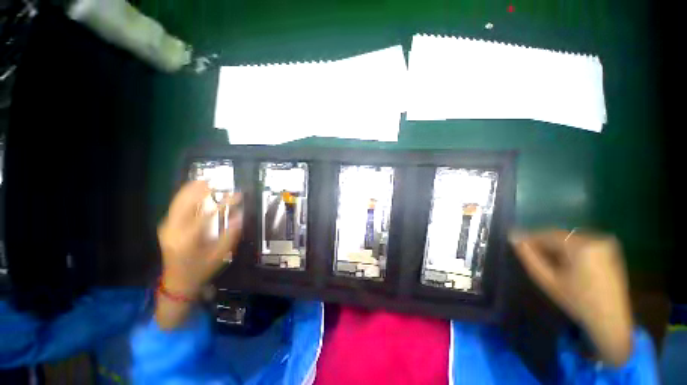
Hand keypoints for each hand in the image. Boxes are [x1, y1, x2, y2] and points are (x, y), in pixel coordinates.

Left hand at [158, 180, 242, 296]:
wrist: (177, 282)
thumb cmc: (201, 270)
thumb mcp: (220, 255)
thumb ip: (230, 235)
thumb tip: (239, 215)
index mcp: (188, 240)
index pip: (208, 214)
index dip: (225, 203)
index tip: (238, 195)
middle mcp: (173, 230)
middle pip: (186, 203)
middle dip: (201, 190)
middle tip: (216, 180)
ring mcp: (167, 227)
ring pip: (178, 202)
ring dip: (192, 190)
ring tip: (205, 180)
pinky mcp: (166, 226)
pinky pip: (176, 206)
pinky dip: (185, 196)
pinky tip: (193, 190)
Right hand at [510, 229, 632, 366]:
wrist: (611, 320)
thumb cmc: (577, 301)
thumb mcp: (548, 280)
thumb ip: (529, 257)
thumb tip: (514, 238)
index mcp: (581, 246)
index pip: (548, 235)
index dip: (530, 238)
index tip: (516, 242)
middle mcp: (596, 239)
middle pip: (560, 236)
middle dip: (544, 243)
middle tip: (530, 252)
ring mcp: (606, 244)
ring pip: (570, 239)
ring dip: (556, 246)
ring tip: (545, 258)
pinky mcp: (610, 250)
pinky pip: (582, 243)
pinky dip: (569, 249)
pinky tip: (564, 261)